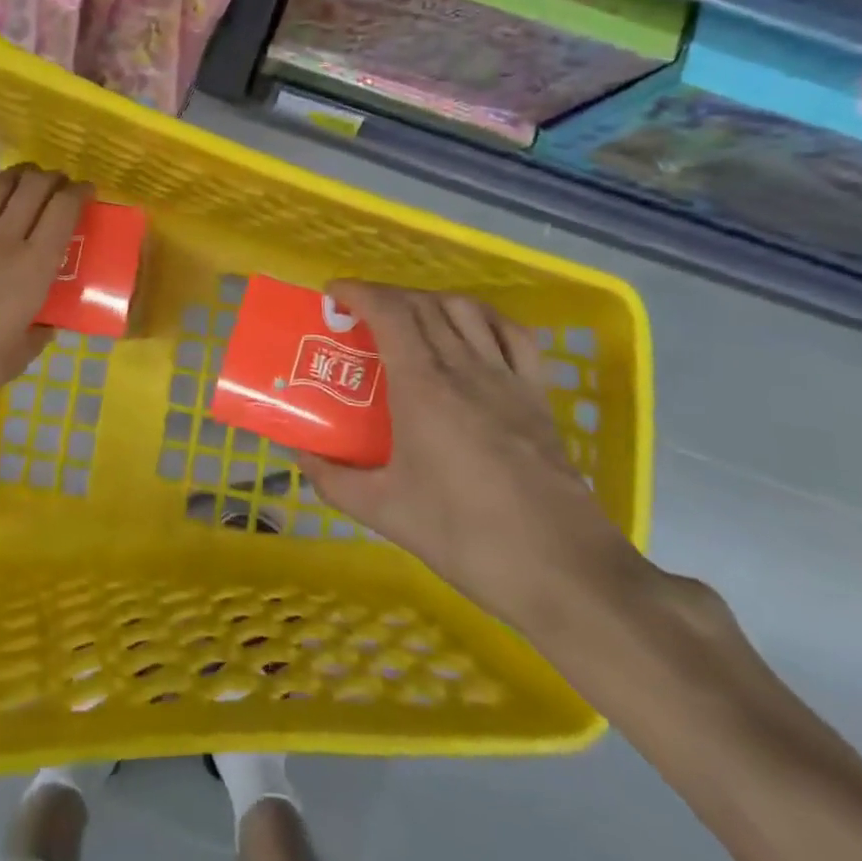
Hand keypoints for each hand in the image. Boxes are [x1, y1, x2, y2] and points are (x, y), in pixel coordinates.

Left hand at [0, 164, 89, 429]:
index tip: (86, 192)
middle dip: (51, 178)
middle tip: (58, 185)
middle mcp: (3, 241)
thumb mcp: (20, 355)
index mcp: (33, 268)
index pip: (62, 211)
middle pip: (32, 187)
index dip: (78, 193)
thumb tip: (46, 322)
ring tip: (24, 181)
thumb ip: (39, 332)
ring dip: (16, 175)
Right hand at [296, 281, 646, 632]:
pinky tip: (472, 333)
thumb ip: (334, 481)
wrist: (561, 568)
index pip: (390, 312)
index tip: (333, 294)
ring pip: (467, 310)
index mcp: (424, 387)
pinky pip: (513, 335)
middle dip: (386, 296)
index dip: (359, 292)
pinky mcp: (537, 396)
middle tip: (360, 316)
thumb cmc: (465, 535)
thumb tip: (301, 458)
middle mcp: (465, 368)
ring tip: (409, 320)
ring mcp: (507, 378)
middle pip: (424, 304)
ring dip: (430, 301)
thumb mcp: (385, 511)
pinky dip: (485, 319)